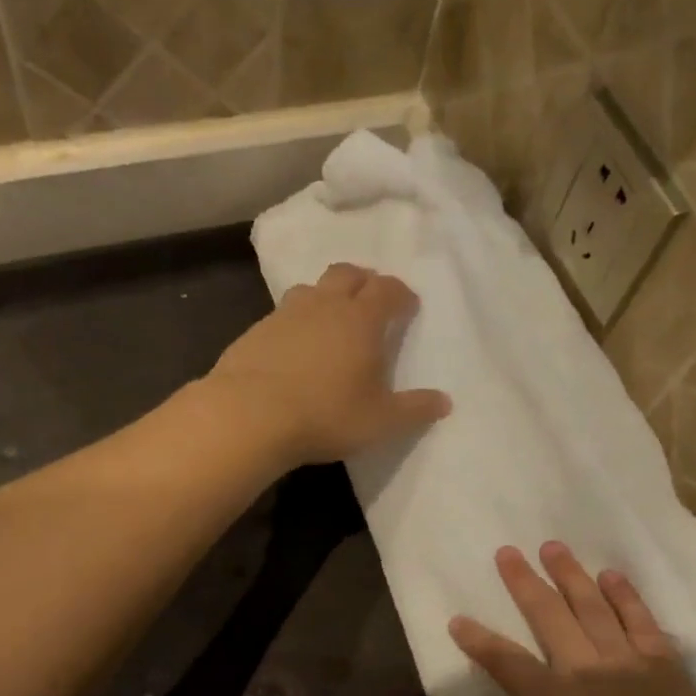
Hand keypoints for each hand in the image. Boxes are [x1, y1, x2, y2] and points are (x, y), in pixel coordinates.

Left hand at [207, 263, 451, 466]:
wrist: (250, 416)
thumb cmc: (327, 414)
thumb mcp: (381, 421)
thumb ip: (415, 410)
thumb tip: (445, 402)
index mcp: (361, 320)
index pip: (387, 290)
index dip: (401, 294)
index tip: (408, 306)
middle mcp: (324, 305)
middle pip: (348, 274)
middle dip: (364, 281)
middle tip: (372, 299)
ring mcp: (285, 314)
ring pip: (311, 288)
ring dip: (327, 296)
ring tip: (333, 318)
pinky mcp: (255, 331)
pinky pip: (283, 314)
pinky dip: (297, 320)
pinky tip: (295, 345)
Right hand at [450, 543, 695, 695]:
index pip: (505, 662)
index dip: (478, 641)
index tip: (459, 620)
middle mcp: (584, 670)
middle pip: (547, 615)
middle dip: (523, 582)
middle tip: (508, 553)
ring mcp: (627, 662)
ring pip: (592, 606)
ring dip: (571, 575)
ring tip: (554, 548)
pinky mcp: (665, 664)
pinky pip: (641, 620)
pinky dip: (625, 595)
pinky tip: (611, 575)